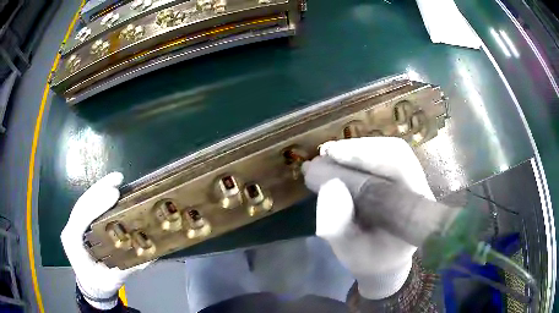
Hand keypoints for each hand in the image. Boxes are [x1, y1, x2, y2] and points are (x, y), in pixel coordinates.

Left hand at [61, 172, 150, 309]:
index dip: (96, 204)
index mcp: (74, 243)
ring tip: (117, 179)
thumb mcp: (113, 279)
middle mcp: (71, 229)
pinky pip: (88, 206)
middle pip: (82, 204)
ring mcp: (75, 225)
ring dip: (100, 189)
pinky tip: (111, 189)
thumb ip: (128, 267)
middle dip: (99, 190)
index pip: (81, 218)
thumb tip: (150, 255)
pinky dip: (99, 196)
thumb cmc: (100, 283)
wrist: (91, 286)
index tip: (114, 195)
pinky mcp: (81, 224)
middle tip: (118, 180)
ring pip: (85, 202)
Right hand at [302, 137, 433, 299]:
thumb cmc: (369, 258)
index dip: (365, 160)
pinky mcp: (403, 176)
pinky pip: (386, 156)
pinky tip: (340, 157)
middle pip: (396, 154)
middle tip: (326, 153)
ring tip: (329, 154)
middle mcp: (419, 190)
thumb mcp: (350, 252)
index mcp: (414, 214)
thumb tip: (329, 187)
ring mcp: (414, 180)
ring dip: (358, 149)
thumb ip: (338, 228)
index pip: (397, 174)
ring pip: (391, 151)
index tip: (331, 156)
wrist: (385, 259)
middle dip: (358, 150)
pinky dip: (361, 153)